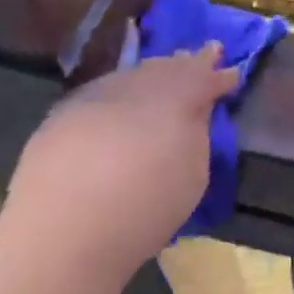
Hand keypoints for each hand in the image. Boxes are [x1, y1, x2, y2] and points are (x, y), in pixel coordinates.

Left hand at [0, 41, 238, 287]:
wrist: (61, 236)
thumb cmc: (142, 212)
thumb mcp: (192, 177)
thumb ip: (197, 134)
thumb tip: (196, 111)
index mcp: (176, 99)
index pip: (203, 77)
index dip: (219, 75)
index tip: (231, 72)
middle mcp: (138, 86)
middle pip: (167, 67)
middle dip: (185, 64)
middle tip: (198, 57)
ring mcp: (98, 95)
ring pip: (133, 74)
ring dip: (151, 74)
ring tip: (162, 75)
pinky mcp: (64, 112)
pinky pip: (103, 92)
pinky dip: (119, 93)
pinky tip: (120, 105)